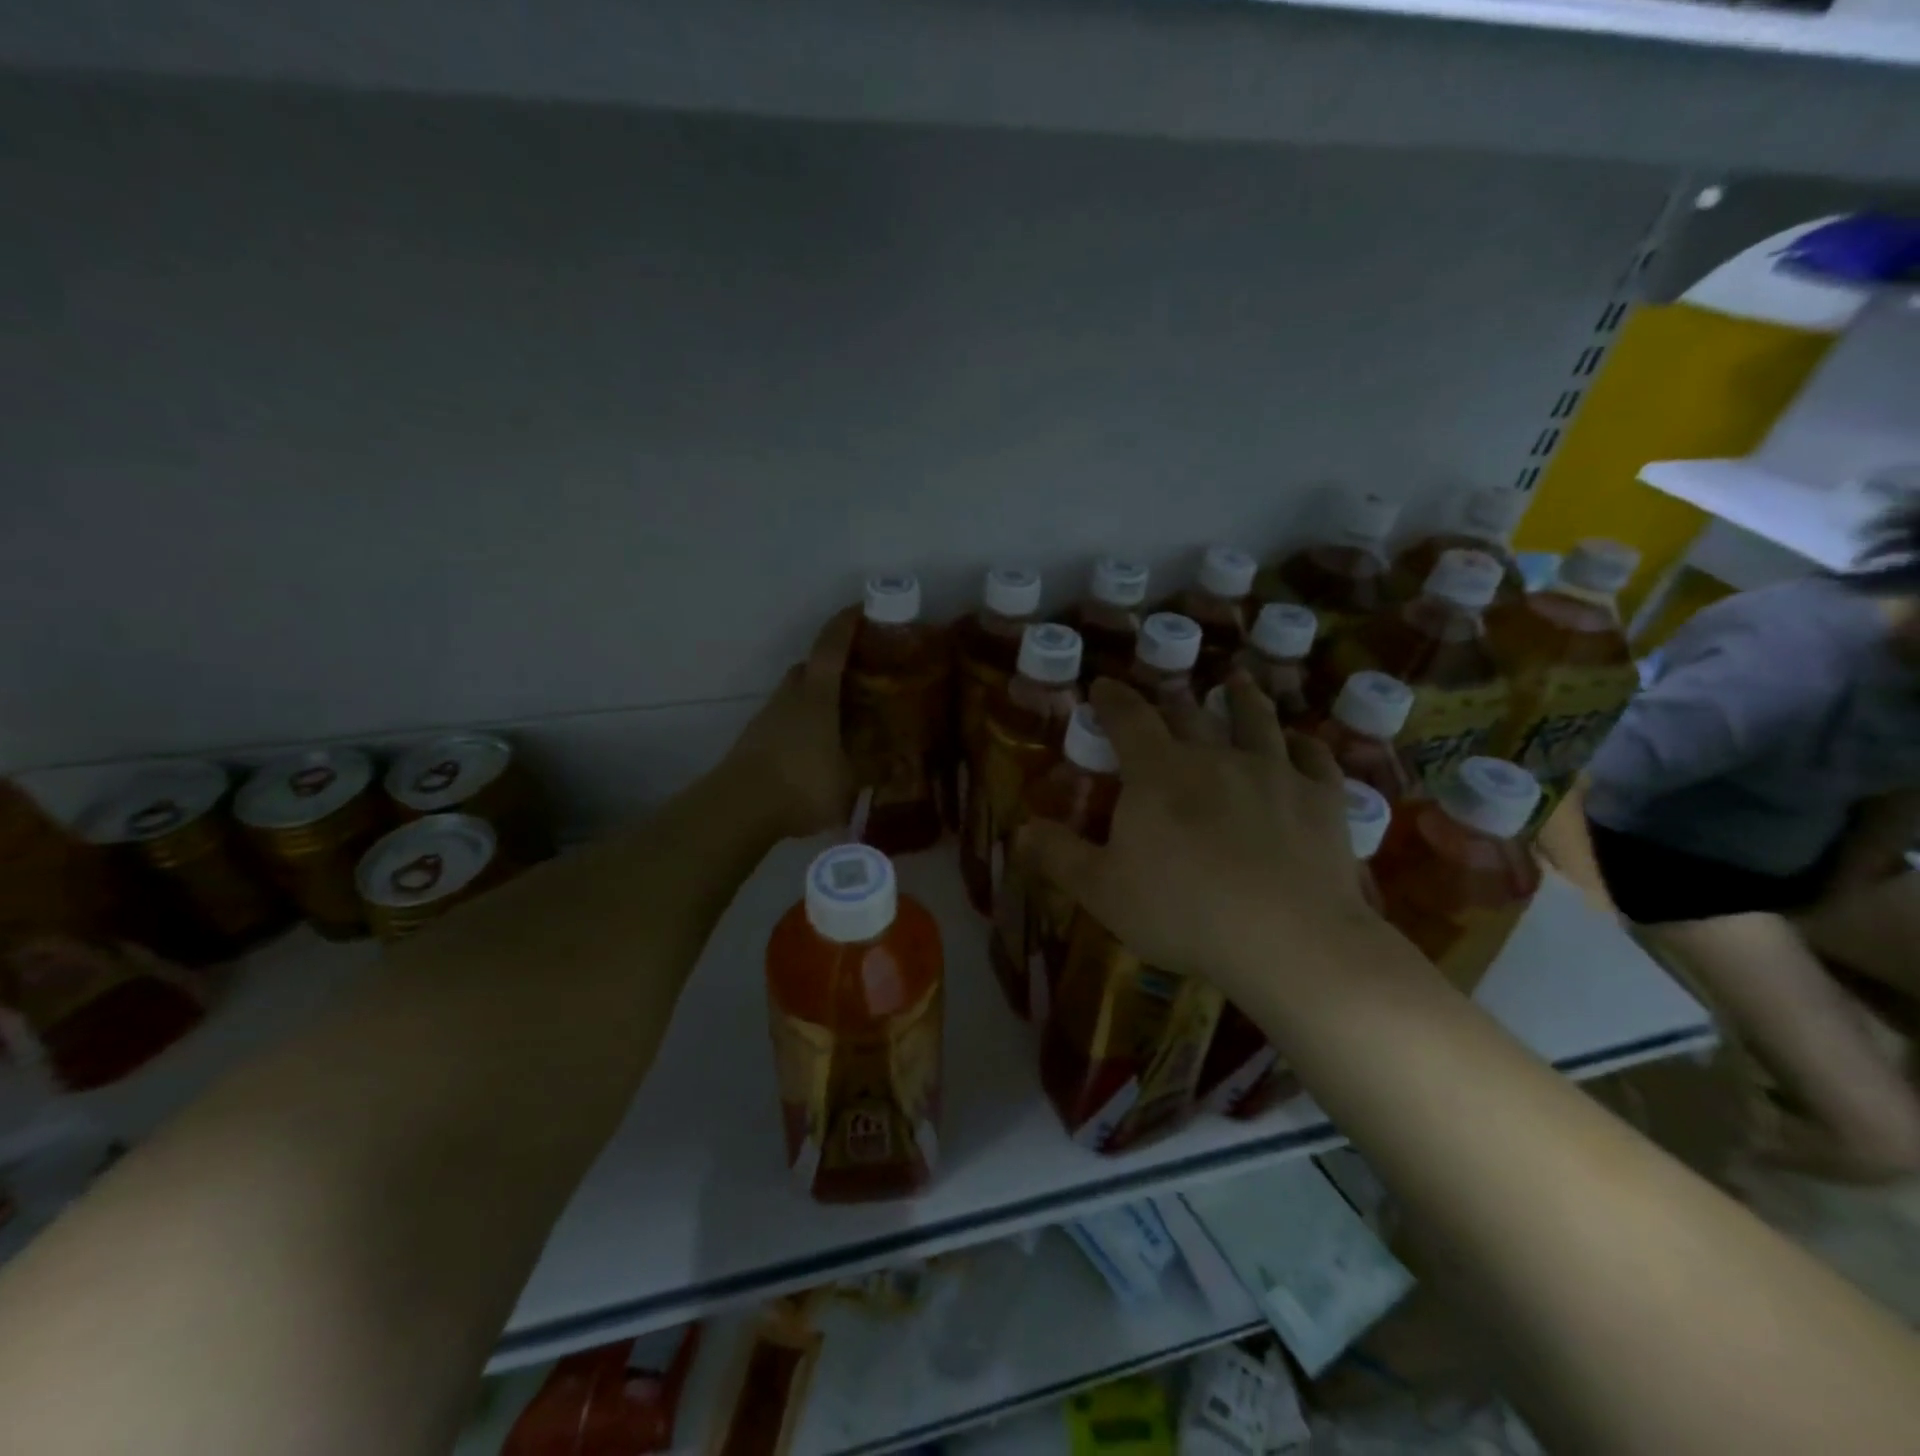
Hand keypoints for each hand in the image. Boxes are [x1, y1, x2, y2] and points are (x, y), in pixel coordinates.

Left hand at [723, 608, 857, 839]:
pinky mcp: (755, 740)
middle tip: (858, 677)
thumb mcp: (849, 781)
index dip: (846, 624)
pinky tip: (817, 748)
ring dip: (816, 697)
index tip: (862, 608)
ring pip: (795, 694)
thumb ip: (874, 769)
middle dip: (831, 665)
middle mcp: (790, 697)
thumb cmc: (802, 784)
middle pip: (809, 667)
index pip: (831, 647)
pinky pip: (785, 719)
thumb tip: (899, 764)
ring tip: (841, 718)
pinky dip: (803, 723)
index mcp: (817, 695)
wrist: (739, 808)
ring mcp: (767, 717)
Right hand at [1018, 674, 1376, 999]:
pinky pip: (1316, 759)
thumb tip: (1019, 829)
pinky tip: (1304, 744)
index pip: (1129, 719)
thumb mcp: (1102, 890)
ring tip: (1238, 682)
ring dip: (1244, 699)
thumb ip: (1059, 856)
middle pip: (1191, 715)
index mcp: (1159, 773)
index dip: (1112, 698)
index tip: (1103, 684)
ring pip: (1257, 722)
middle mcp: (1216, 757)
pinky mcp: (1322, 799)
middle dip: (1174, 699)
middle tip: (1169, 690)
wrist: (1287, 936)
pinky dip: (1307, 745)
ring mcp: (1274, 773)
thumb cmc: (1182, 910)